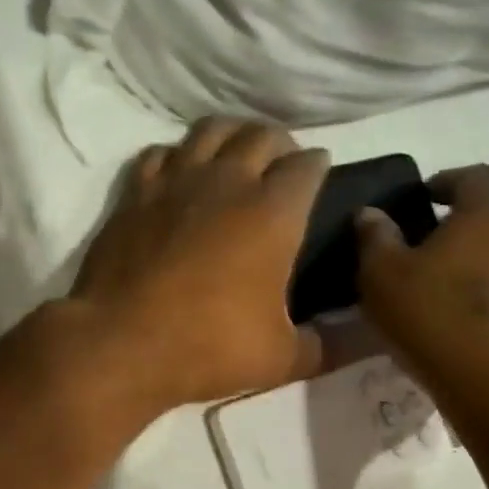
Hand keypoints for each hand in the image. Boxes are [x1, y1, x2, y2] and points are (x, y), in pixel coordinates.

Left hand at [64, 118, 330, 413]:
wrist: (120, 343)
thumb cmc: (208, 347)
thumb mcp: (282, 359)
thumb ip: (330, 345)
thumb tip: (368, 337)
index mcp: (273, 212)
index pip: (308, 166)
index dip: (318, 168)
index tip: (318, 177)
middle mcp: (227, 182)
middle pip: (262, 134)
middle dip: (280, 143)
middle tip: (281, 166)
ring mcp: (175, 181)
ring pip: (210, 130)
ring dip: (231, 134)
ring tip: (235, 155)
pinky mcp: (135, 193)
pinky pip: (159, 152)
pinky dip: (176, 155)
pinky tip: (178, 173)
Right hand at [355, 165, 488, 406]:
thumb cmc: (438, 318)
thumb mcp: (382, 277)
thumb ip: (375, 238)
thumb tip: (370, 213)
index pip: (471, 175)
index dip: (442, 182)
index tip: (418, 200)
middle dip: (461, 219)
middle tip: (423, 241)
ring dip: (478, 255)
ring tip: (441, 280)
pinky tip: (462, 312)